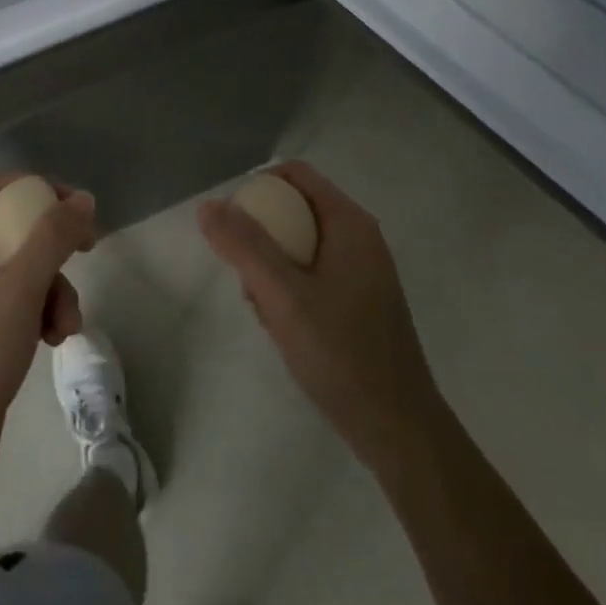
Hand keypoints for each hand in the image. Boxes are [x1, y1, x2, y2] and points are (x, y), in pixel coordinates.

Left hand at [0, 176, 96, 482]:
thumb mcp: (21, 290)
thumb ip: (52, 237)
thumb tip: (82, 198)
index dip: (37, 188)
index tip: (74, 206)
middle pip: (12, 229)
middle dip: (53, 249)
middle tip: (87, 252)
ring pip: (19, 269)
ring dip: (52, 290)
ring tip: (66, 327)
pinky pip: (12, 301)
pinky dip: (36, 313)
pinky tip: (51, 341)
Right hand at [199, 161, 439, 465]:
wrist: (397, 429)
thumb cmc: (342, 354)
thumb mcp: (284, 296)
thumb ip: (245, 246)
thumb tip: (208, 205)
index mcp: (350, 224)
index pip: (296, 175)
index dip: (257, 186)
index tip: (229, 220)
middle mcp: (359, 238)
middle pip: (295, 208)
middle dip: (261, 234)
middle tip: (242, 271)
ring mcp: (361, 271)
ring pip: (299, 244)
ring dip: (271, 266)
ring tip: (261, 305)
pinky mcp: (358, 300)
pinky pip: (311, 272)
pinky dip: (288, 287)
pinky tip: (279, 324)